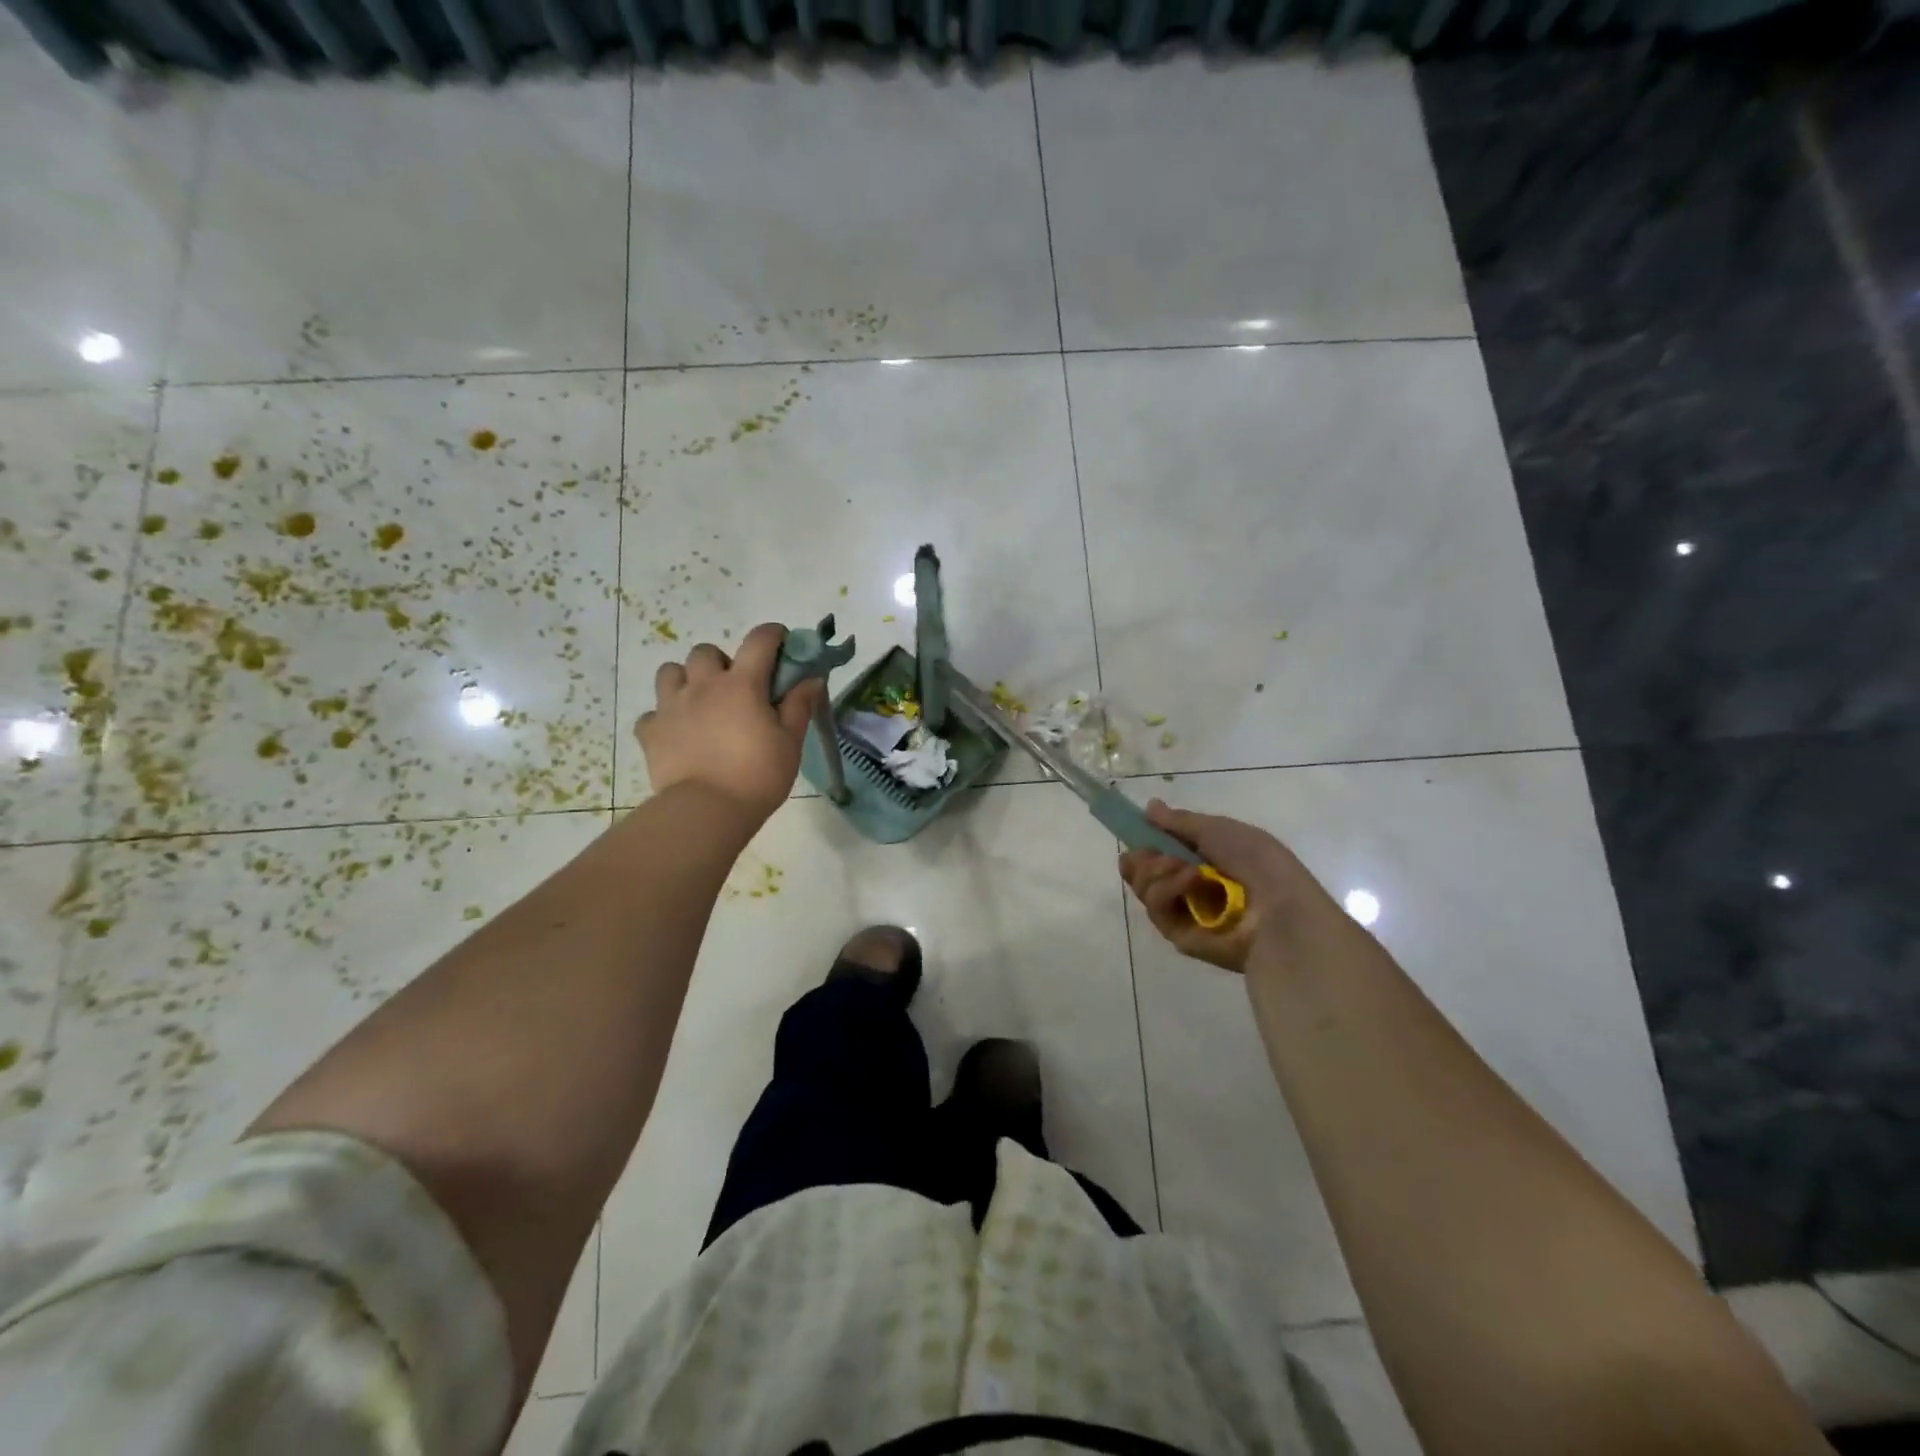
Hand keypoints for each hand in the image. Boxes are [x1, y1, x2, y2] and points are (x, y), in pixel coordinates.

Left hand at [635, 623, 823, 823]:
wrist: (707, 810)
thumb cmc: (758, 775)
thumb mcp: (790, 742)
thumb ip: (800, 706)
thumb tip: (812, 679)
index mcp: (741, 684)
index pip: (759, 640)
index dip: (773, 635)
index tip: (782, 643)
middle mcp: (703, 685)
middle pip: (706, 651)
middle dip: (722, 661)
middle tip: (736, 688)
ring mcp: (671, 706)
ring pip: (670, 672)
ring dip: (686, 680)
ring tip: (700, 704)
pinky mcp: (651, 732)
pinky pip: (652, 714)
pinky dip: (664, 719)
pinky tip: (677, 734)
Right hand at [1119, 800, 1315, 973]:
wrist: (1280, 910)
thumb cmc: (1257, 862)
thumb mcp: (1219, 829)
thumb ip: (1180, 821)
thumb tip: (1150, 807)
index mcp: (1203, 860)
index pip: (1159, 851)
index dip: (1145, 841)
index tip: (1136, 832)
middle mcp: (1189, 886)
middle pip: (1144, 872)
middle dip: (1144, 859)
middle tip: (1157, 854)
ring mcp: (1184, 912)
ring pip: (1145, 888)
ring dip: (1157, 871)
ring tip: (1186, 869)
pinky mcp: (1179, 935)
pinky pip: (1157, 909)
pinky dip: (1167, 891)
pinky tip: (1189, 881)